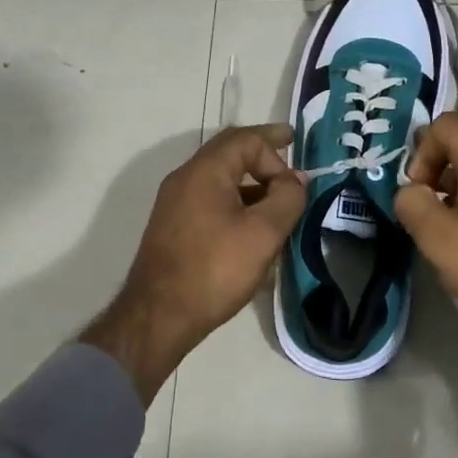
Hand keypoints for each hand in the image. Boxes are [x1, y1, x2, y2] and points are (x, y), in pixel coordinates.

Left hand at [83, 125, 305, 403]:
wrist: (158, 317)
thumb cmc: (215, 269)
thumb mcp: (264, 233)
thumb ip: (287, 199)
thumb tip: (295, 180)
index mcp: (205, 171)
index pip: (246, 139)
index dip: (276, 149)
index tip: (298, 176)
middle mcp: (185, 178)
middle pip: (229, 150)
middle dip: (261, 151)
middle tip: (289, 149)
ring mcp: (175, 202)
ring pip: (219, 176)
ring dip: (250, 179)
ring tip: (277, 198)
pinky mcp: (173, 225)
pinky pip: (210, 197)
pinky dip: (235, 198)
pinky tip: (251, 224)